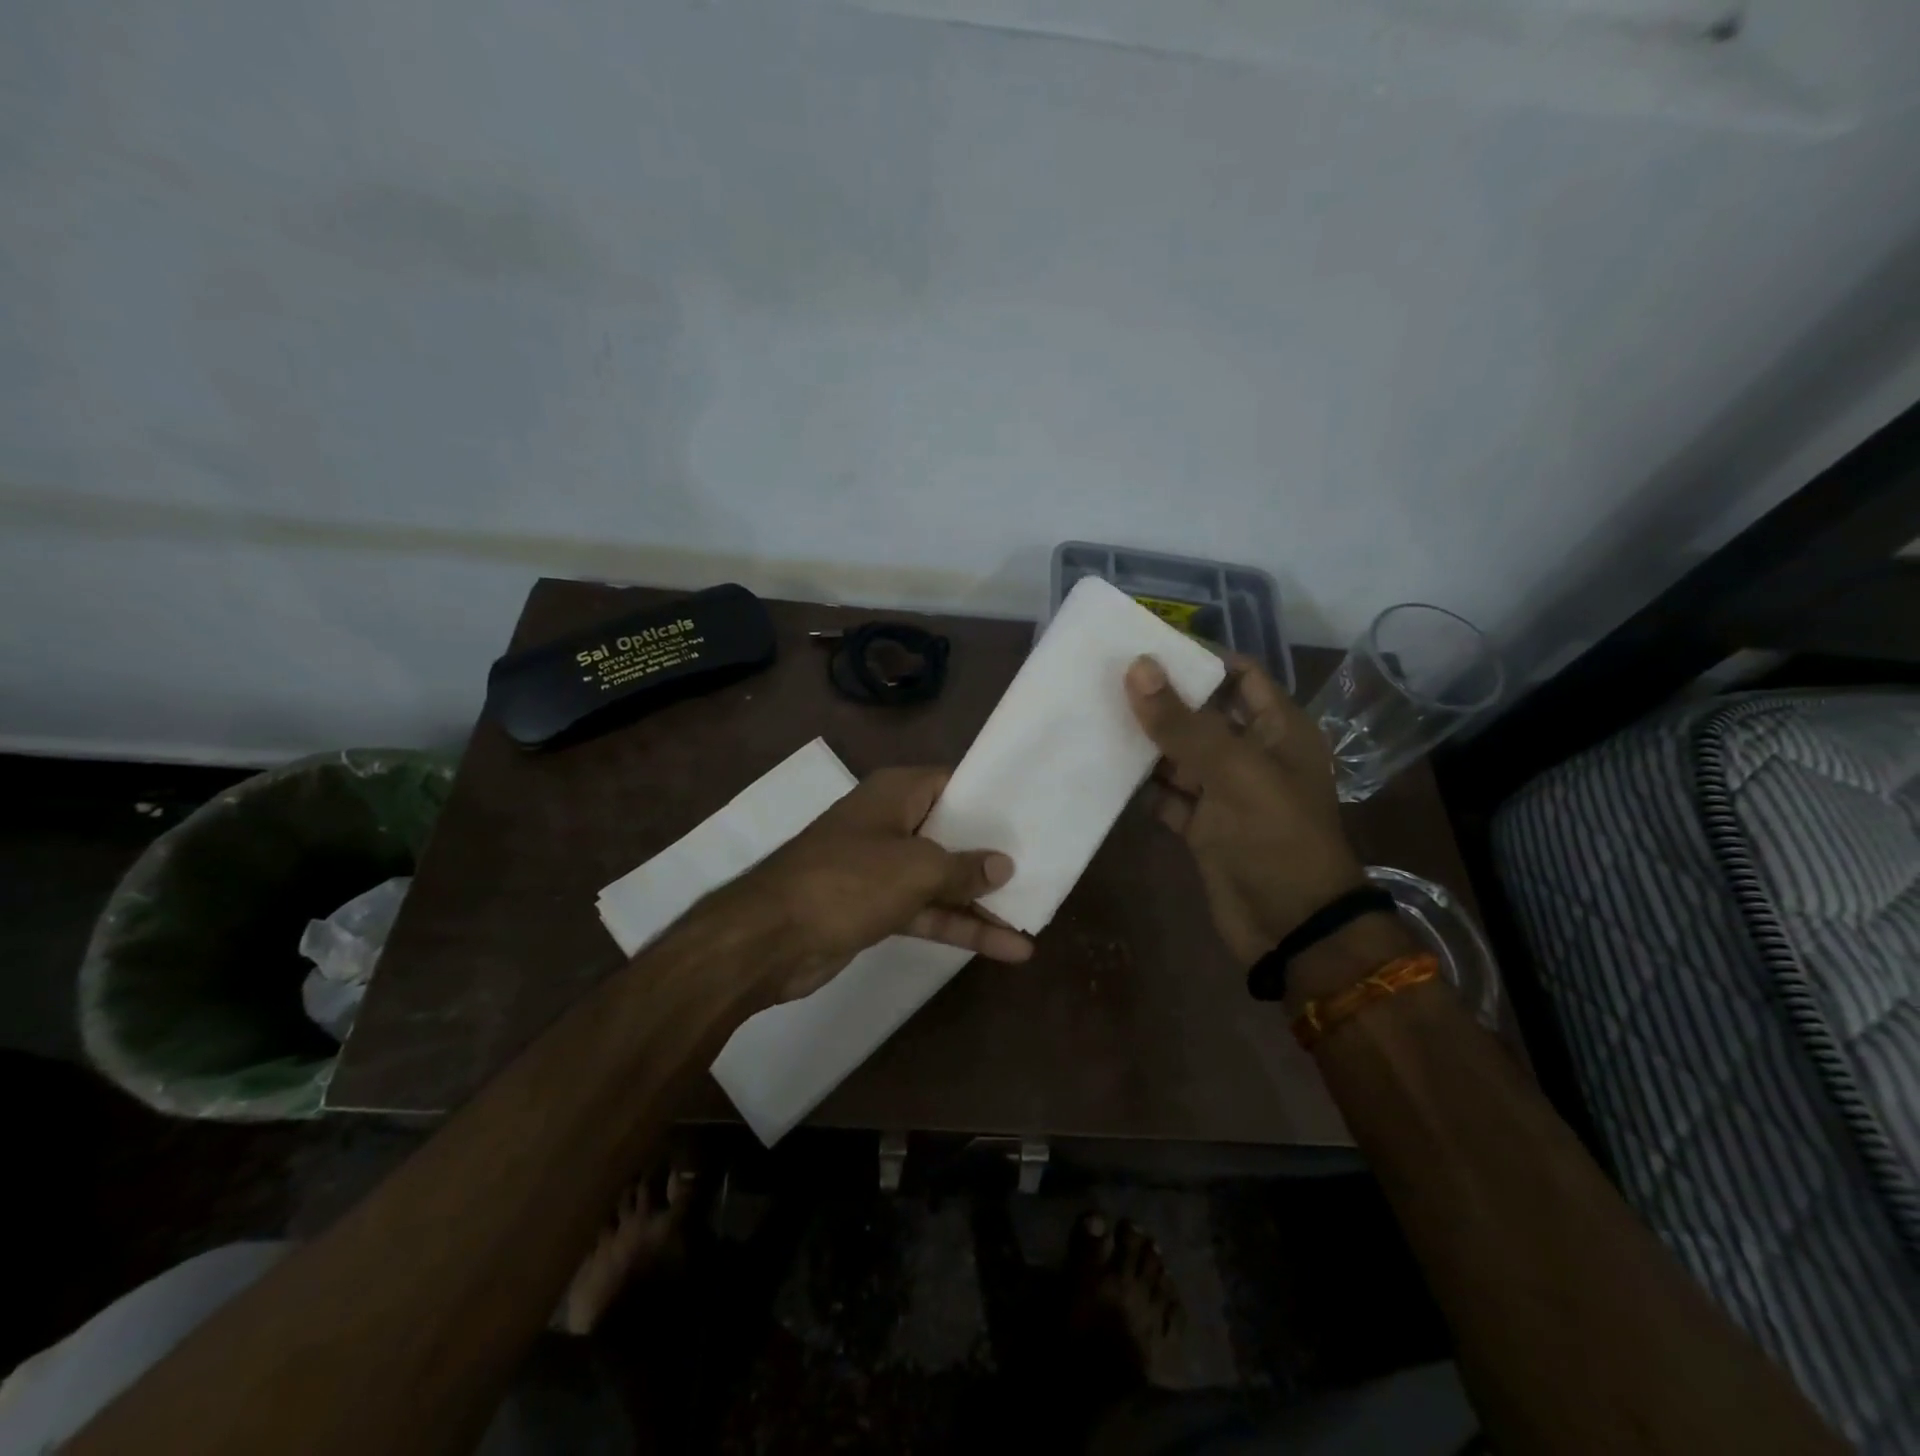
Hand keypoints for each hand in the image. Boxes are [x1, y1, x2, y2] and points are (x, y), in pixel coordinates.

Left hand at [717, 766, 1033, 1003]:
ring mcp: (881, 868)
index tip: (1031, 813)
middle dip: (991, 854)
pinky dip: (958, 926)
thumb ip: (964, 867)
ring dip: (981, 901)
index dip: (992, 798)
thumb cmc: (847, 882)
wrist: (770, 939)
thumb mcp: (916, 869)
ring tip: (1033, 918)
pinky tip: (1004, 948)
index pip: (954, 783)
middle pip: (952, 833)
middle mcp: (890, 823)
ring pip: (941, 879)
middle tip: (1043, 865)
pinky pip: (926, 911)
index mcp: (896, 793)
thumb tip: (1003, 864)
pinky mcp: (876, 908)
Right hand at [1125, 655, 1367, 965]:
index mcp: (1277, 729)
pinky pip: (1167, 794)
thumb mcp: (1234, 772)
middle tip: (1105, 677)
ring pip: (1179, 754)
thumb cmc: (1276, 838)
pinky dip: (1142, 786)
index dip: (1197, 658)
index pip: (1238, 674)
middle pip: (1202, 713)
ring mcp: (1225, 792)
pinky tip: (1104, 770)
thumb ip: (1183, 722)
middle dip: (1160, 698)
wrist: (1291, 928)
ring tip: (1094, 716)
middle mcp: (1252, 754)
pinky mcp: (1203, 825)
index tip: (1145, 645)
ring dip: (1145, 742)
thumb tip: (1137, 667)